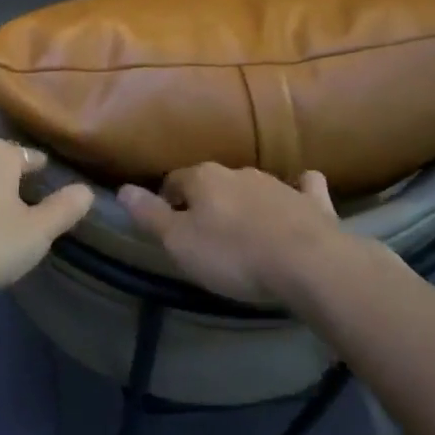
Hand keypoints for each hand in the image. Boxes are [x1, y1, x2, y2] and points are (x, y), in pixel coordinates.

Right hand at [118, 164, 354, 305]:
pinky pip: (304, 188)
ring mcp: (278, 183)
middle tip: (204, 234)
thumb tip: (122, 189)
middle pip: (213, 183)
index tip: (168, 225)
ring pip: (252, 186)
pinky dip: (300, 191)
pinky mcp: (312, 201)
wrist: (307, 263)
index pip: (174, 180)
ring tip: (243, 232)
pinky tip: (302, 196)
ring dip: (244, 202)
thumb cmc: (233, 254)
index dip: (167, 201)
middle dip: (206, 201)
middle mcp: (238, 171)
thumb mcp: (179, 242)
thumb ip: (150, 215)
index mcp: (204, 178)